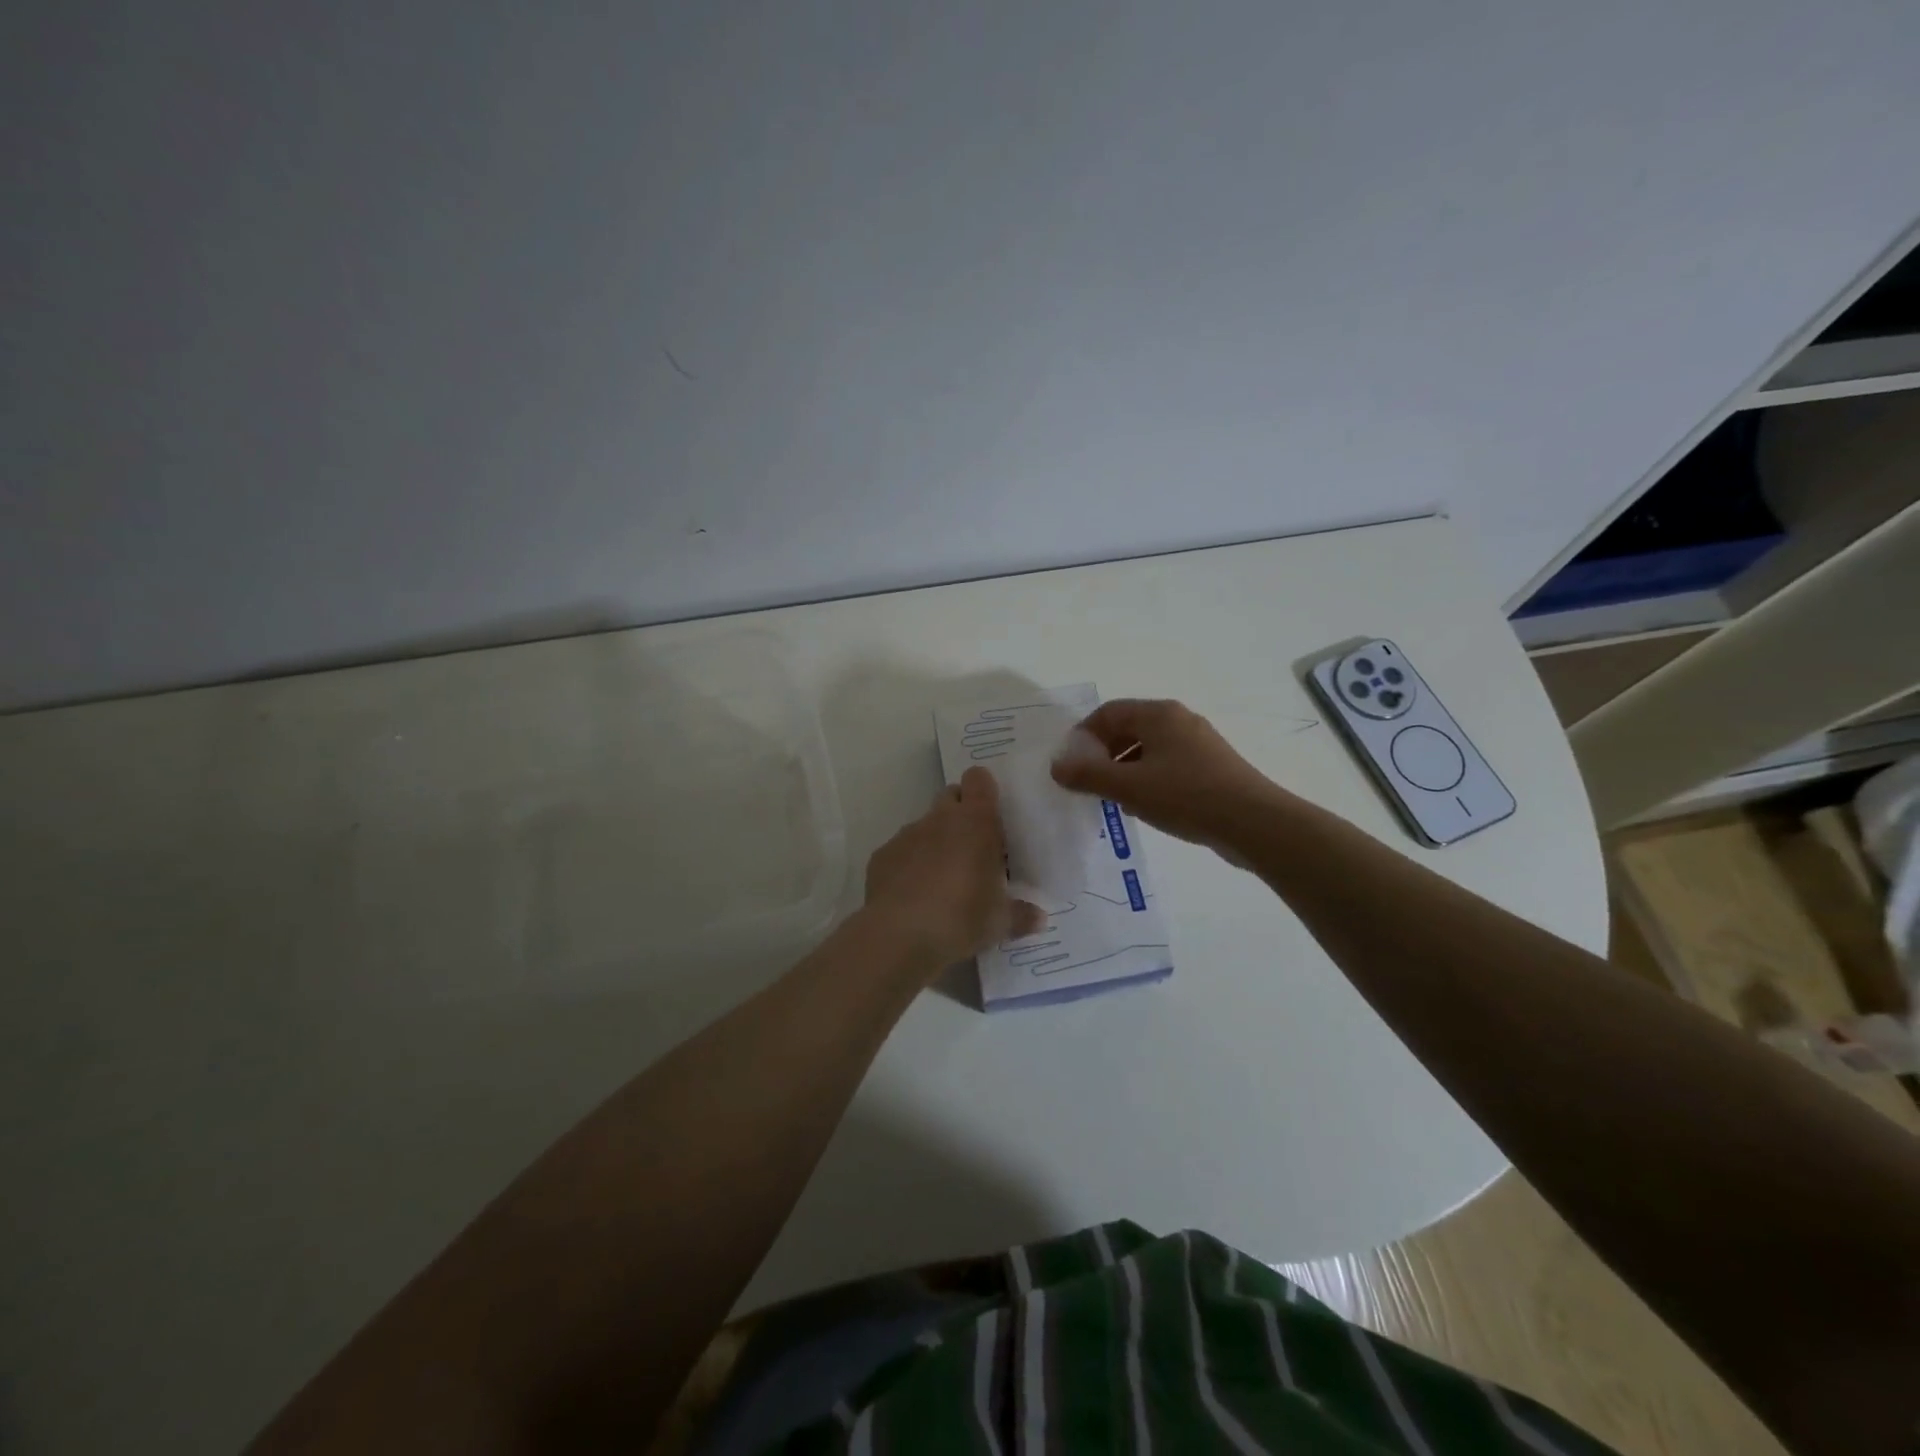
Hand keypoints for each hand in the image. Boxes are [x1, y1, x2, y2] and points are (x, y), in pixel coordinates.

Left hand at [862, 767, 1043, 973]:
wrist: (899, 936)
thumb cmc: (962, 918)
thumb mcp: (999, 922)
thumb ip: (1021, 915)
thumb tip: (1040, 919)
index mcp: (975, 822)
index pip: (979, 780)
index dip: (984, 790)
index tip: (991, 813)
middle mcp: (940, 818)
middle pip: (950, 795)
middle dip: (960, 813)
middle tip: (972, 847)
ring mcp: (907, 834)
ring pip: (925, 824)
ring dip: (935, 841)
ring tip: (942, 879)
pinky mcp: (882, 855)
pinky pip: (901, 850)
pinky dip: (908, 864)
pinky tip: (913, 895)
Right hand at [1050, 698, 1283, 851]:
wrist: (1254, 823)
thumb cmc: (1186, 796)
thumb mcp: (1128, 787)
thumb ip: (1088, 775)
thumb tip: (1056, 766)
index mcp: (1158, 715)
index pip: (1108, 712)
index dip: (1083, 735)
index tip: (1070, 764)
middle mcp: (1179, 720)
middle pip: (1128, 728)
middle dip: (1103, 754)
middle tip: (1088, 783)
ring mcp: (1199, 743)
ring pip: (1148, 749)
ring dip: (1124, 769)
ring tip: (1114, 799)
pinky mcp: (1212, 767)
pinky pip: (1168, 764)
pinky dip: (1148, 779)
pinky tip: (1146, 806)